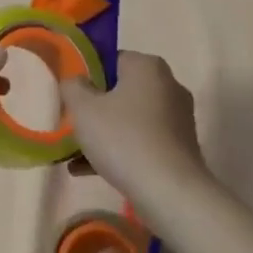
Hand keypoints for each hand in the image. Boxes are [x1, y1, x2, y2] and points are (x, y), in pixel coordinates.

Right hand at [60, 51, 210, 209]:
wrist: (170, 192)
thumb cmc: (123, 139)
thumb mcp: (84, 109)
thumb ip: (72, 86)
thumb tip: (75, 81)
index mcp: (147, 66)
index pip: (111, 60)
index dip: (87, 77)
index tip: (71, 99)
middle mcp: (168, 85)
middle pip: (121, 91)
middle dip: (96, 109)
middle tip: (73, 125)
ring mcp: (178, 118)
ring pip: (131, 119)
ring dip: (104, 134)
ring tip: (75, 156)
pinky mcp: (181, 147)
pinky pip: (143, 141)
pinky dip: (120, 151)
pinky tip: (91, 171)